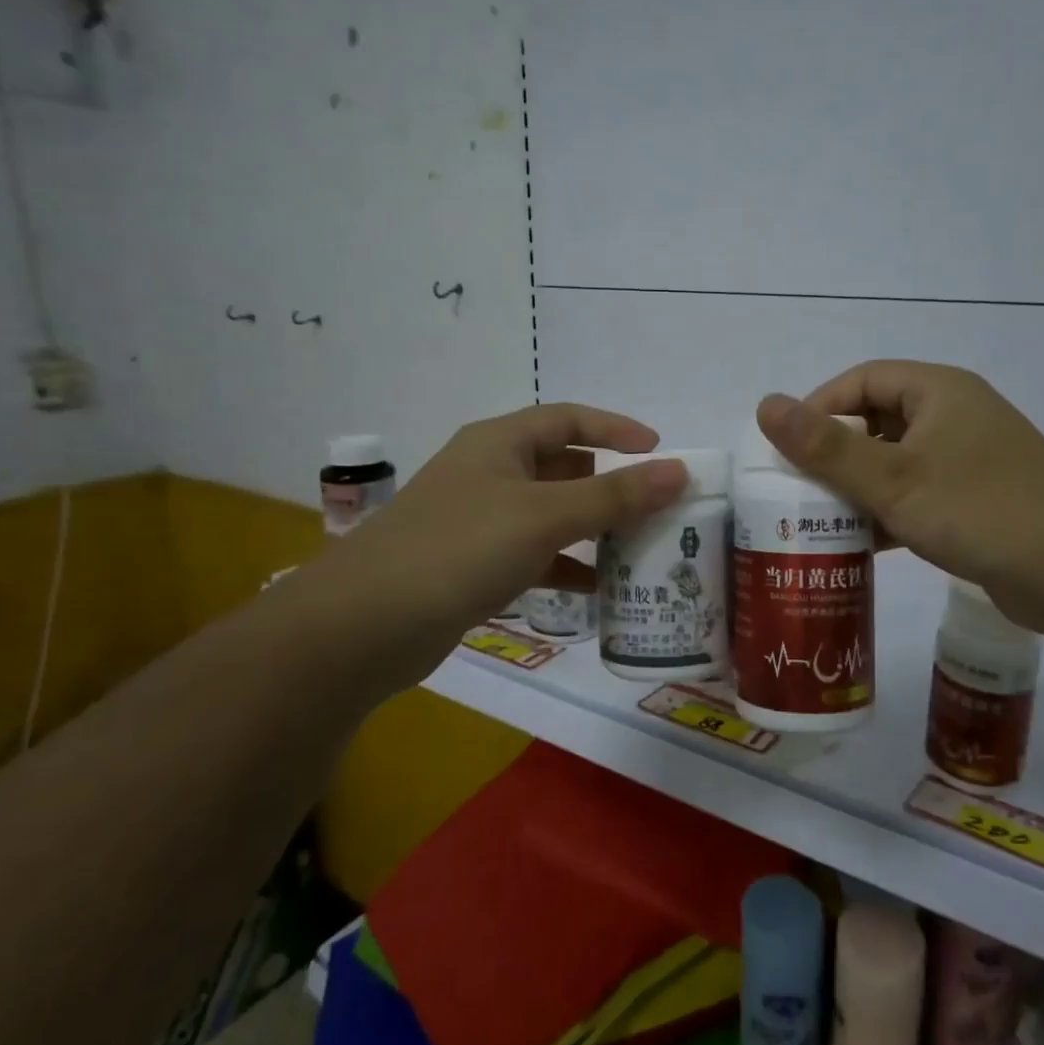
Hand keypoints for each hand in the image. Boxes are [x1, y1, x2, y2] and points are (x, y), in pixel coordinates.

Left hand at [346, 403, 687, 627]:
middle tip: (656, 509)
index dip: (616, 429)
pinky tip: (597, 592)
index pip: (569, 419)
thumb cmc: (459, 548)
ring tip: (638, 550)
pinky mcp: (473, 566)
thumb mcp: (544, 516)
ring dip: (591, 530)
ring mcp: (479, 522)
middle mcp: (489, 474)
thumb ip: (614, 496)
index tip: (660, 451)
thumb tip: (679, 471)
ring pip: (550, 515)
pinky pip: (533, 557)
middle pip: (562, 467)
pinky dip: (565, 568)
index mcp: (500, 443)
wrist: (364, 625)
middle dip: (609, 486)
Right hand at [756, 361, 1043, 632]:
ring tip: (817, 521)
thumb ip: (826, 446)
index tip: (787, 448)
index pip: (862, 380)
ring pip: (895, 463)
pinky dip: (887, 514)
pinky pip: (917, 496)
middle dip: (834, 454)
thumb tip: (766, 404)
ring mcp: (969, 461)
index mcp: (938, 392)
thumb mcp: (892, 478)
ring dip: (858, 489)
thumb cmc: (980, 510)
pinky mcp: (977, 502)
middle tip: (796, 489)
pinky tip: (860, 546)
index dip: (819, 407)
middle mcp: (954, 417)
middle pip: (876, 422)